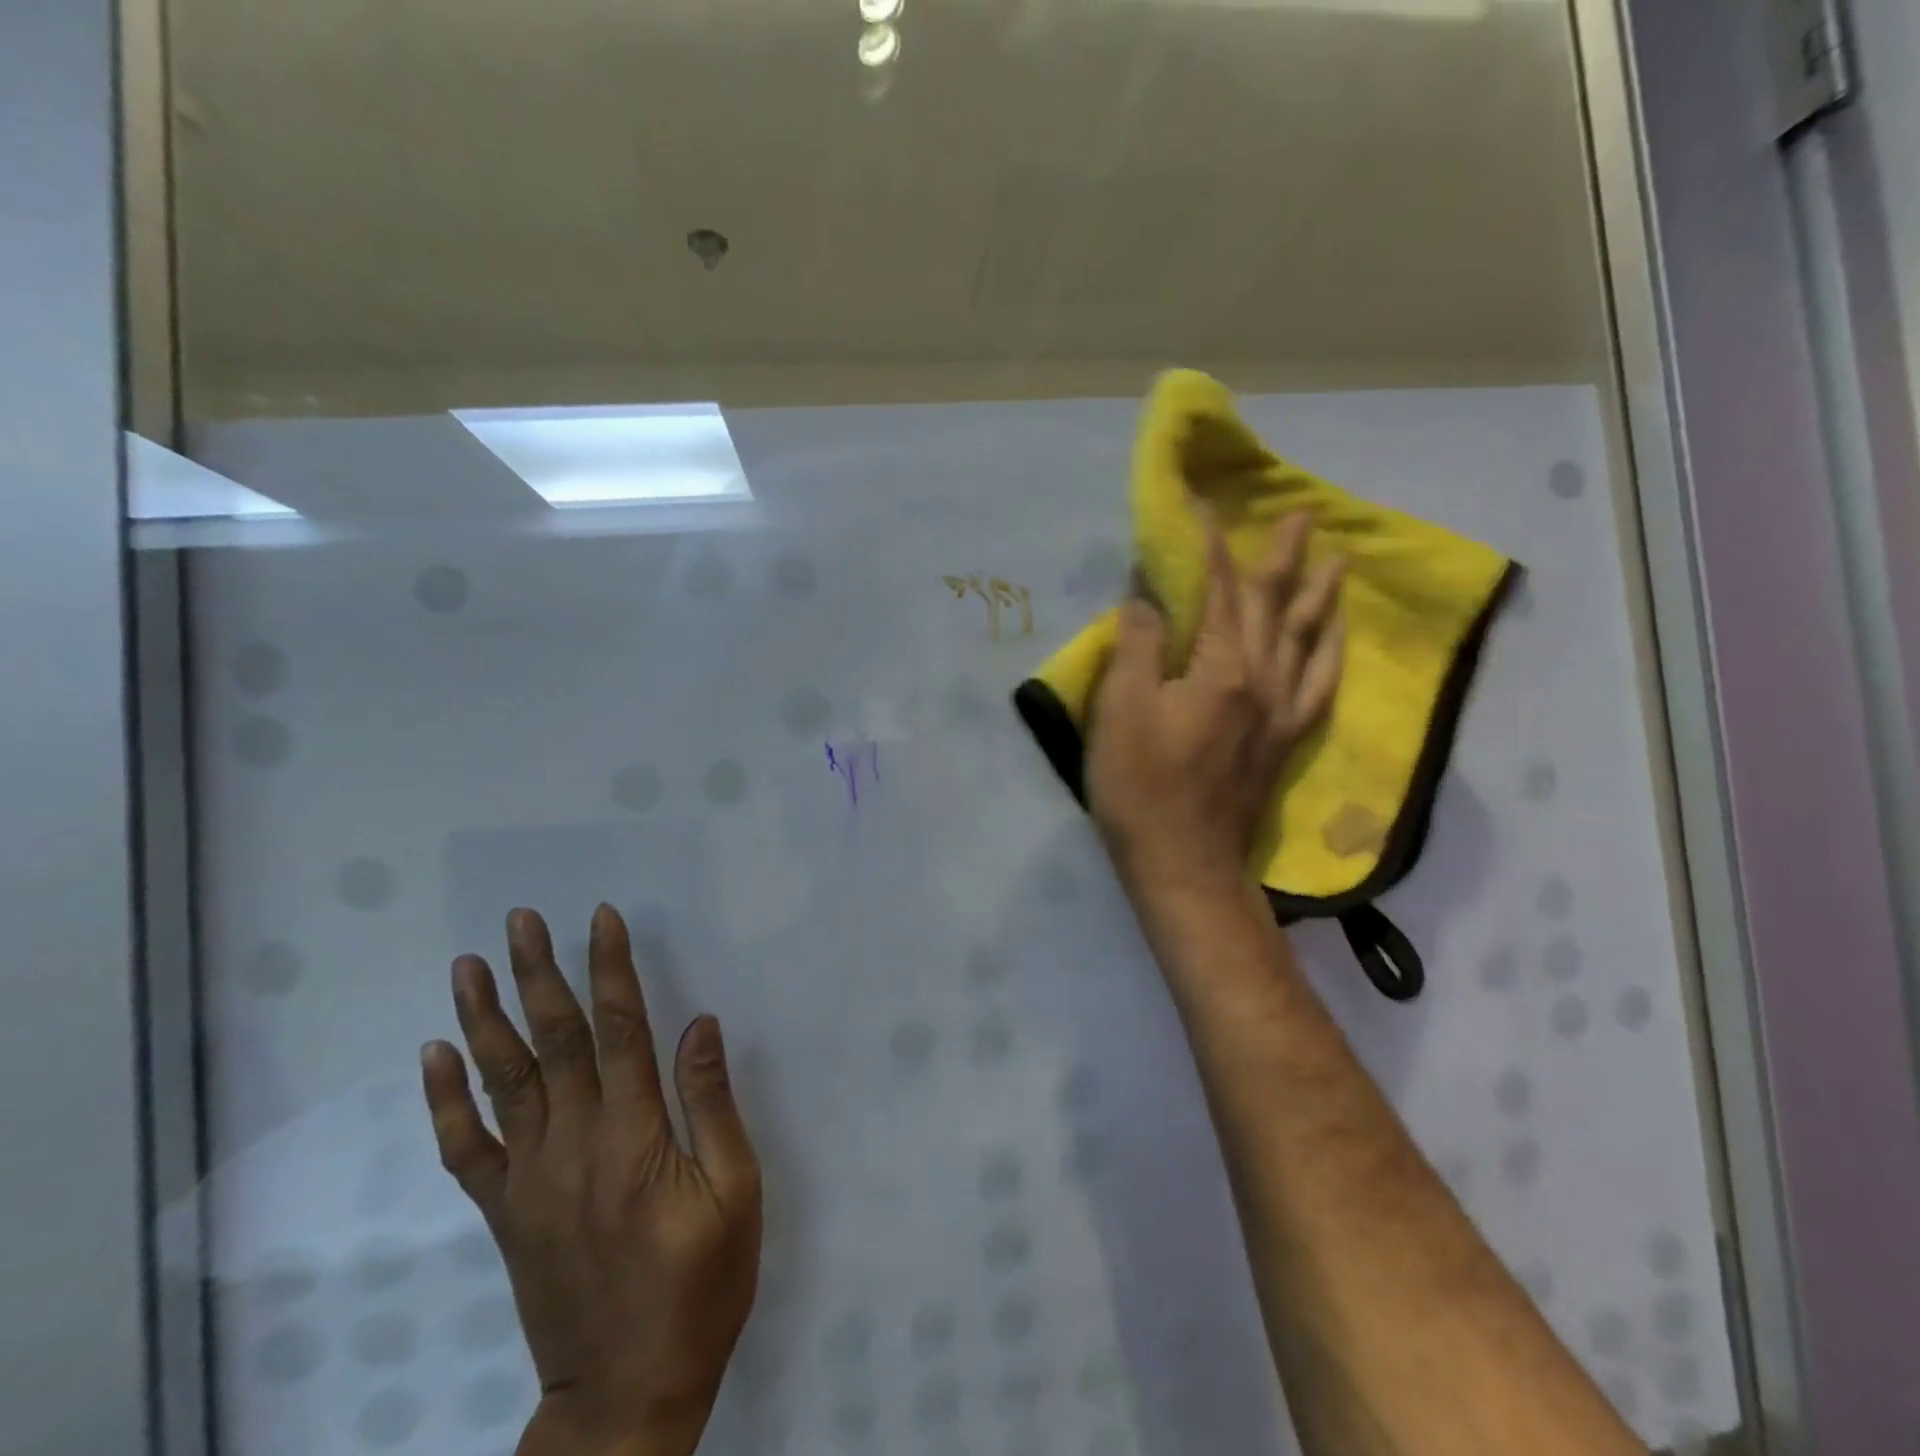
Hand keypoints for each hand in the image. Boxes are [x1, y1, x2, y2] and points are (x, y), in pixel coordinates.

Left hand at [422, 905, 760, 1455]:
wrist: (625, 1396)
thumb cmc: (700, 1286)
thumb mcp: (736, 1194)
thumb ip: (711, 1105)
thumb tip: (699, 1023)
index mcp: (634, 1136)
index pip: (619, 1030)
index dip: (610, 969)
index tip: (601, 919)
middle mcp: (574, 1144)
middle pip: (552, 1041)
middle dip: (538, 973)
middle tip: (521, 920)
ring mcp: (530, 1179)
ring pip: (502, 1081)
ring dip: (485, 1018)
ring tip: (468, 965)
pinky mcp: (507, 1211)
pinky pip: (467, 1147)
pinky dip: (446, 1099)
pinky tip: (435, 1056)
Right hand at [1086, 511, 1345, 904]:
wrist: (1184, 863)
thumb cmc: (1140, 787)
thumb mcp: (1121, 710)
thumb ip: (1137, 644)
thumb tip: (1147, 593)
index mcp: (1221, 668)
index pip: (1217, 591)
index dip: (1209, 547)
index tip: (1203, 508)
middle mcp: (1263, 681)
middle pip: (1273, 606)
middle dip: (1283, 557)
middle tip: (1303, 516)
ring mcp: (1280, 713)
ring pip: (1307, 641)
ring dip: (1320, 597)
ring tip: (1338, 562)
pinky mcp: (1284, 742)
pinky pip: (1319, 686)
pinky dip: (1330, 655)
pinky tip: (1334, 641)